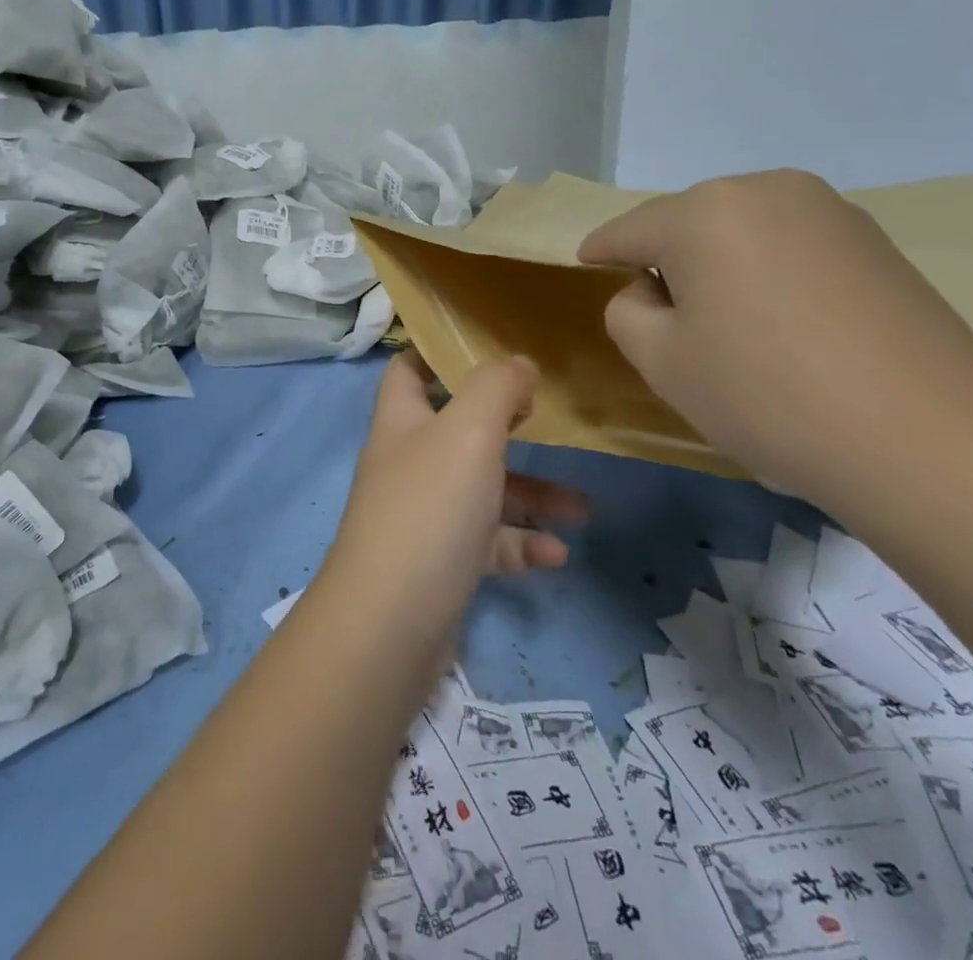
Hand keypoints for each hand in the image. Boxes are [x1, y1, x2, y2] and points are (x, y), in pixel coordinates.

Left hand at [322, 351, 589, 645]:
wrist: (390, 623)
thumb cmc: (429, 508)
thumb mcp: (469, 432)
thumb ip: (496, 388)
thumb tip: (518, 363)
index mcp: (402, 422)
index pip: (408, 371)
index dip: (438, 354)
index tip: (486, 349)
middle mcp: (408, 463)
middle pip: (459, 432)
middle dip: (509, 429)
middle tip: (550, 425)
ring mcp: (423, 516)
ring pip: (482, 491)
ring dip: (531, 496)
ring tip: (582, 509)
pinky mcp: (440, 563)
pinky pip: (486, 543)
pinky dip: (520, 545)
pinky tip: (555, 556)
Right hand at [577, 169, 972, 511]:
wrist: (930, 441)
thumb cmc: (767, 395)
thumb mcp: (660, 361)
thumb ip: (626, 311)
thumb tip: (652, 291)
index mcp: (703, 212)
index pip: (628, 229)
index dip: (600, 251)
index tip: (585, 265)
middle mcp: (766, 190)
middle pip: (687, 223)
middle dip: (666, 259)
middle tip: (665, 316)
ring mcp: (830, 210)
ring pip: (742, 231)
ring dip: (720, 265)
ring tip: (730, 325)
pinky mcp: (876, 241)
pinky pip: (791, 245)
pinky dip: (769, 272)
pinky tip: (786, 325)